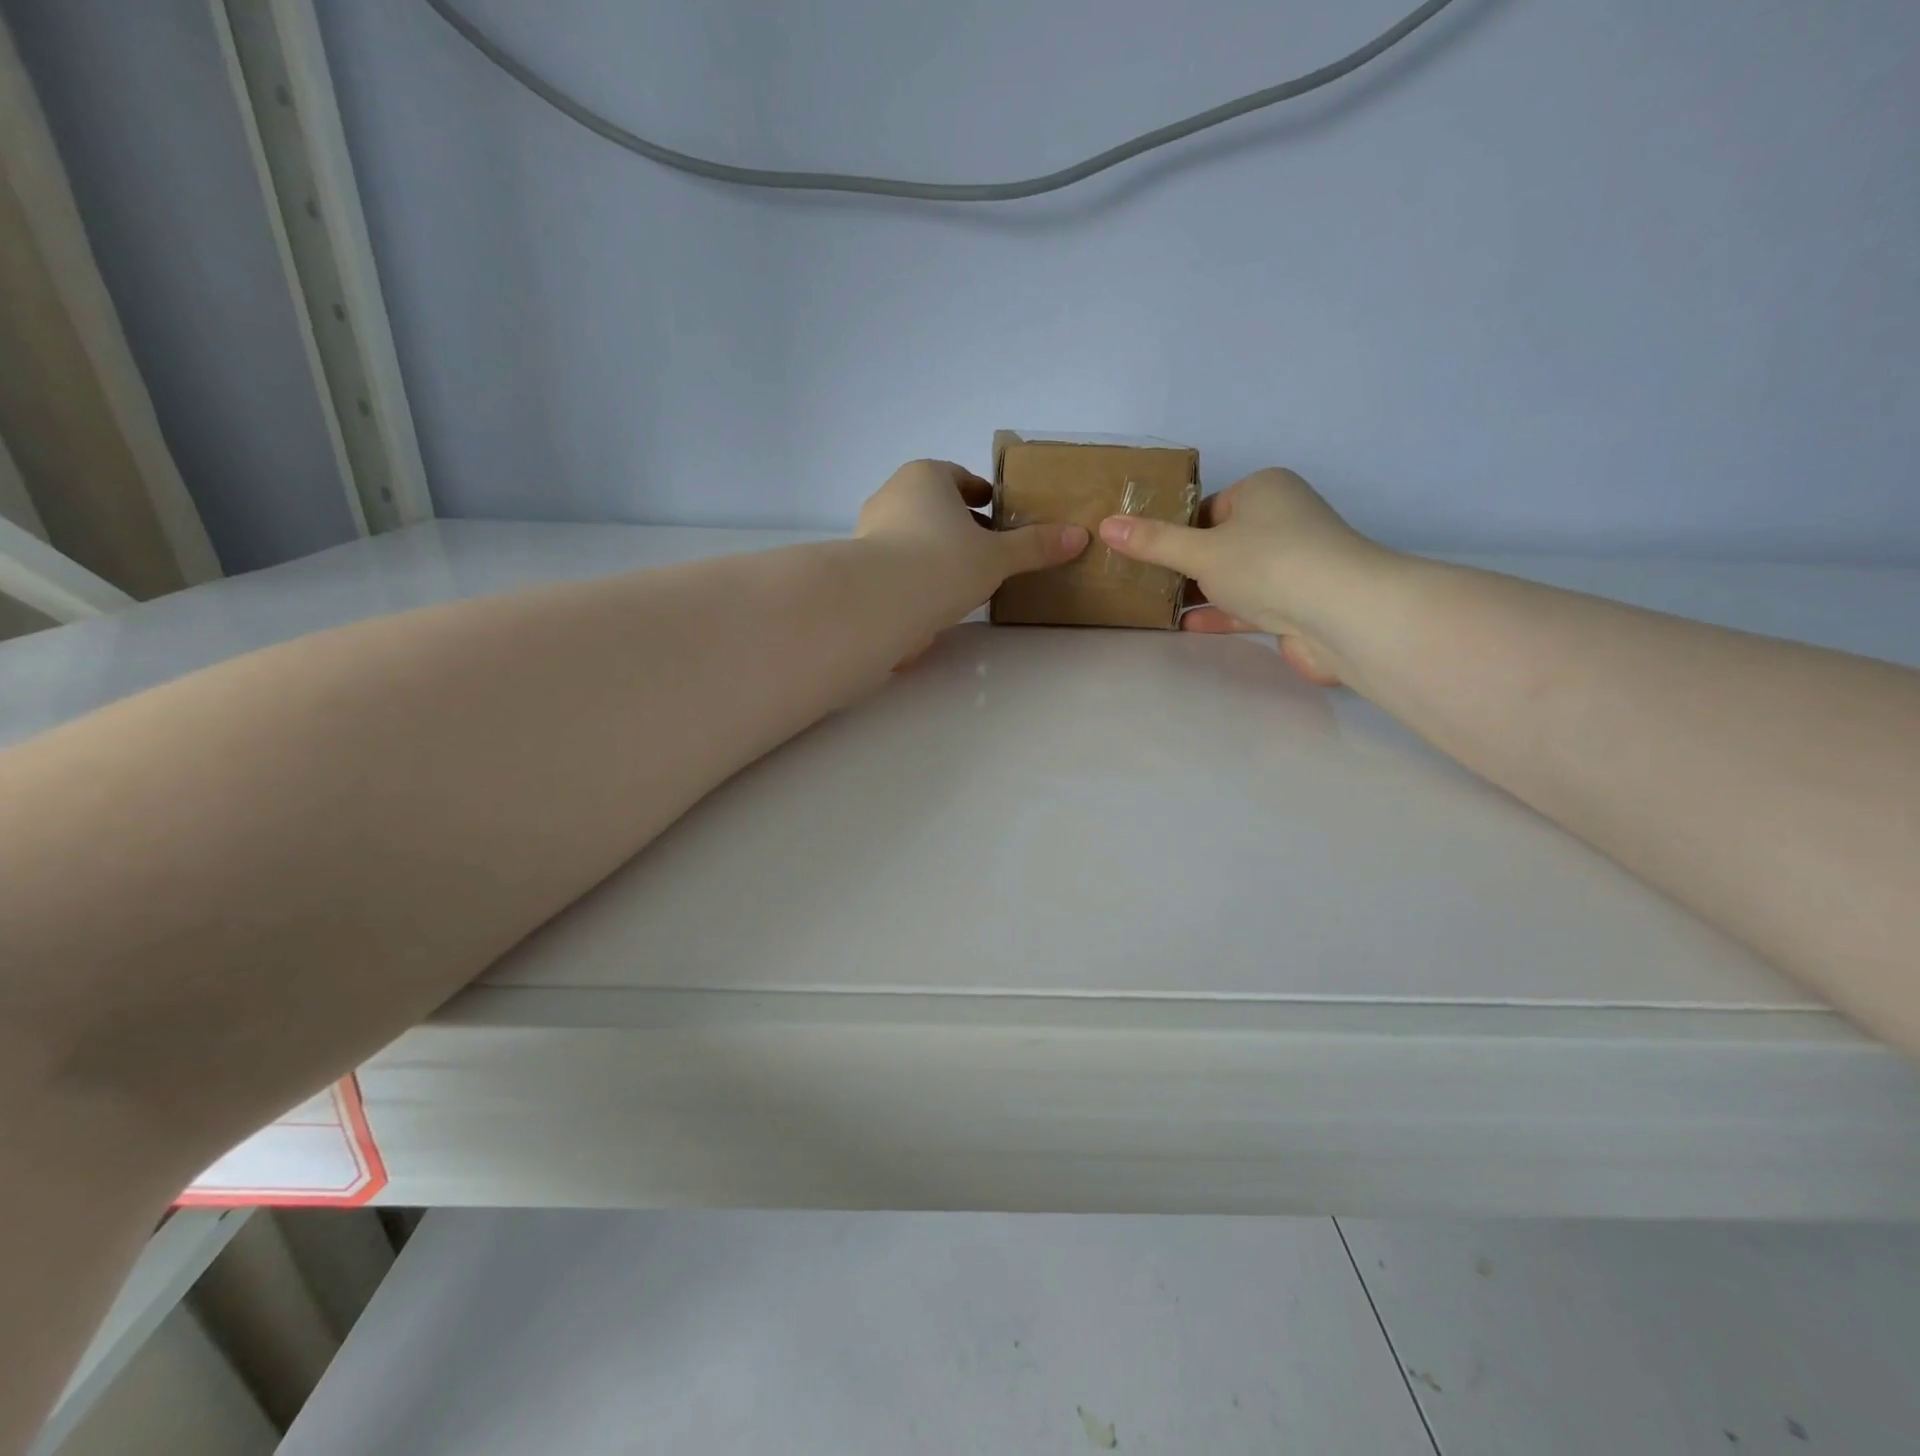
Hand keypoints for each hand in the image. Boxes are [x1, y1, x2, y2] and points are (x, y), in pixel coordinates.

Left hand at [857, 460, 1087, 630]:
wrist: (878, 603)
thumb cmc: (943, 562)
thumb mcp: (998, 556)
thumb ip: (1035, 546)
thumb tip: (1079, 536)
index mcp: (926, 477)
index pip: (959, 477)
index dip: (982, 494)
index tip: (999, 513)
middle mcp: (892, 495)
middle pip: (934, 506)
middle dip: (959, 524)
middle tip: (988, 549)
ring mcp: (869, 531)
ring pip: (912, 535)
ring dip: (936, 551)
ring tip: (963, 579)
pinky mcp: (860, 568)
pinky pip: (896, 565)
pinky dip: (915, 575)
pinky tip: (933, 599)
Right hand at [1097, 468, 1393, 684]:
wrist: (1342, 615)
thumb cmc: (1268, 563)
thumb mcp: (1200, 550)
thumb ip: (1153, 542)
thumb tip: (1105, 525)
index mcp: (1264, 491)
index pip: (1209, 506)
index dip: (1175, 528)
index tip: (1144, 552)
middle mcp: (1283, 521)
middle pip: (1221, 542)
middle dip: (1185, 563)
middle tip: (1142, 581)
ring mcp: (1293, 564)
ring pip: (1235, 576)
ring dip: (1201, 592)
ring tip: (1155, 605)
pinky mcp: (1297, 603)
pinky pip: (1249, 604)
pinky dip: (1220, 614)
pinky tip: (1186, 626)